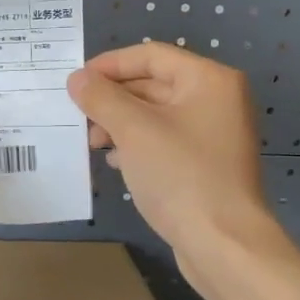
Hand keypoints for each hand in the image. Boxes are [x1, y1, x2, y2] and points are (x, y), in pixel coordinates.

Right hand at [67, 43, 281, 269]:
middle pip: (153, 84)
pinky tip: (115, 161)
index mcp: (209, 80)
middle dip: (112, 99)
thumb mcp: (134, 130)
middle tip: (78, 117)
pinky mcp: (206, 164)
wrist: (224, 244)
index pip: (150, 55)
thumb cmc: (181, 176)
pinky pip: (164, 141)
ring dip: (120, 124)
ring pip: (155, 115)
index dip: (109, 65)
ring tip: (93, 143)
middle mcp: (216, 99)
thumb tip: (77, 79)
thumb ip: (101, 98)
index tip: (75, 82)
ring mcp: (213, 134)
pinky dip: (136, 145)